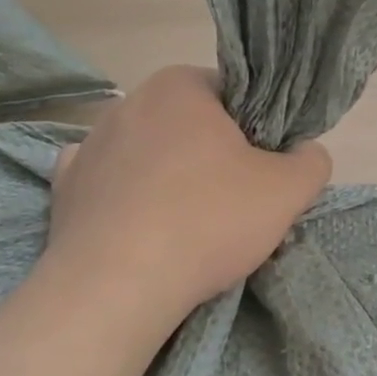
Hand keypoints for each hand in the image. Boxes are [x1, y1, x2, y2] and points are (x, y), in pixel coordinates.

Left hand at [44, 66, 330, 338]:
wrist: (115, 288)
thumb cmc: (208, 221)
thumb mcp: (289, 191)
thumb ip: (312, 161)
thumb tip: (306, 153)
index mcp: (180, 87)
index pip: (234, 94)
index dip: (258, 129)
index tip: (266, 167)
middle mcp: (128, 103)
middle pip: (191, 124)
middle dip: (215, 154)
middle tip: (238, 200)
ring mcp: (89, 146)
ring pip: (151, 154)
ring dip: (173, 177)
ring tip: (192, 226)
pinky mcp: (64, 190)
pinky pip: (112, 185)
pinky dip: (131, 200)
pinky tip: (146, 228)